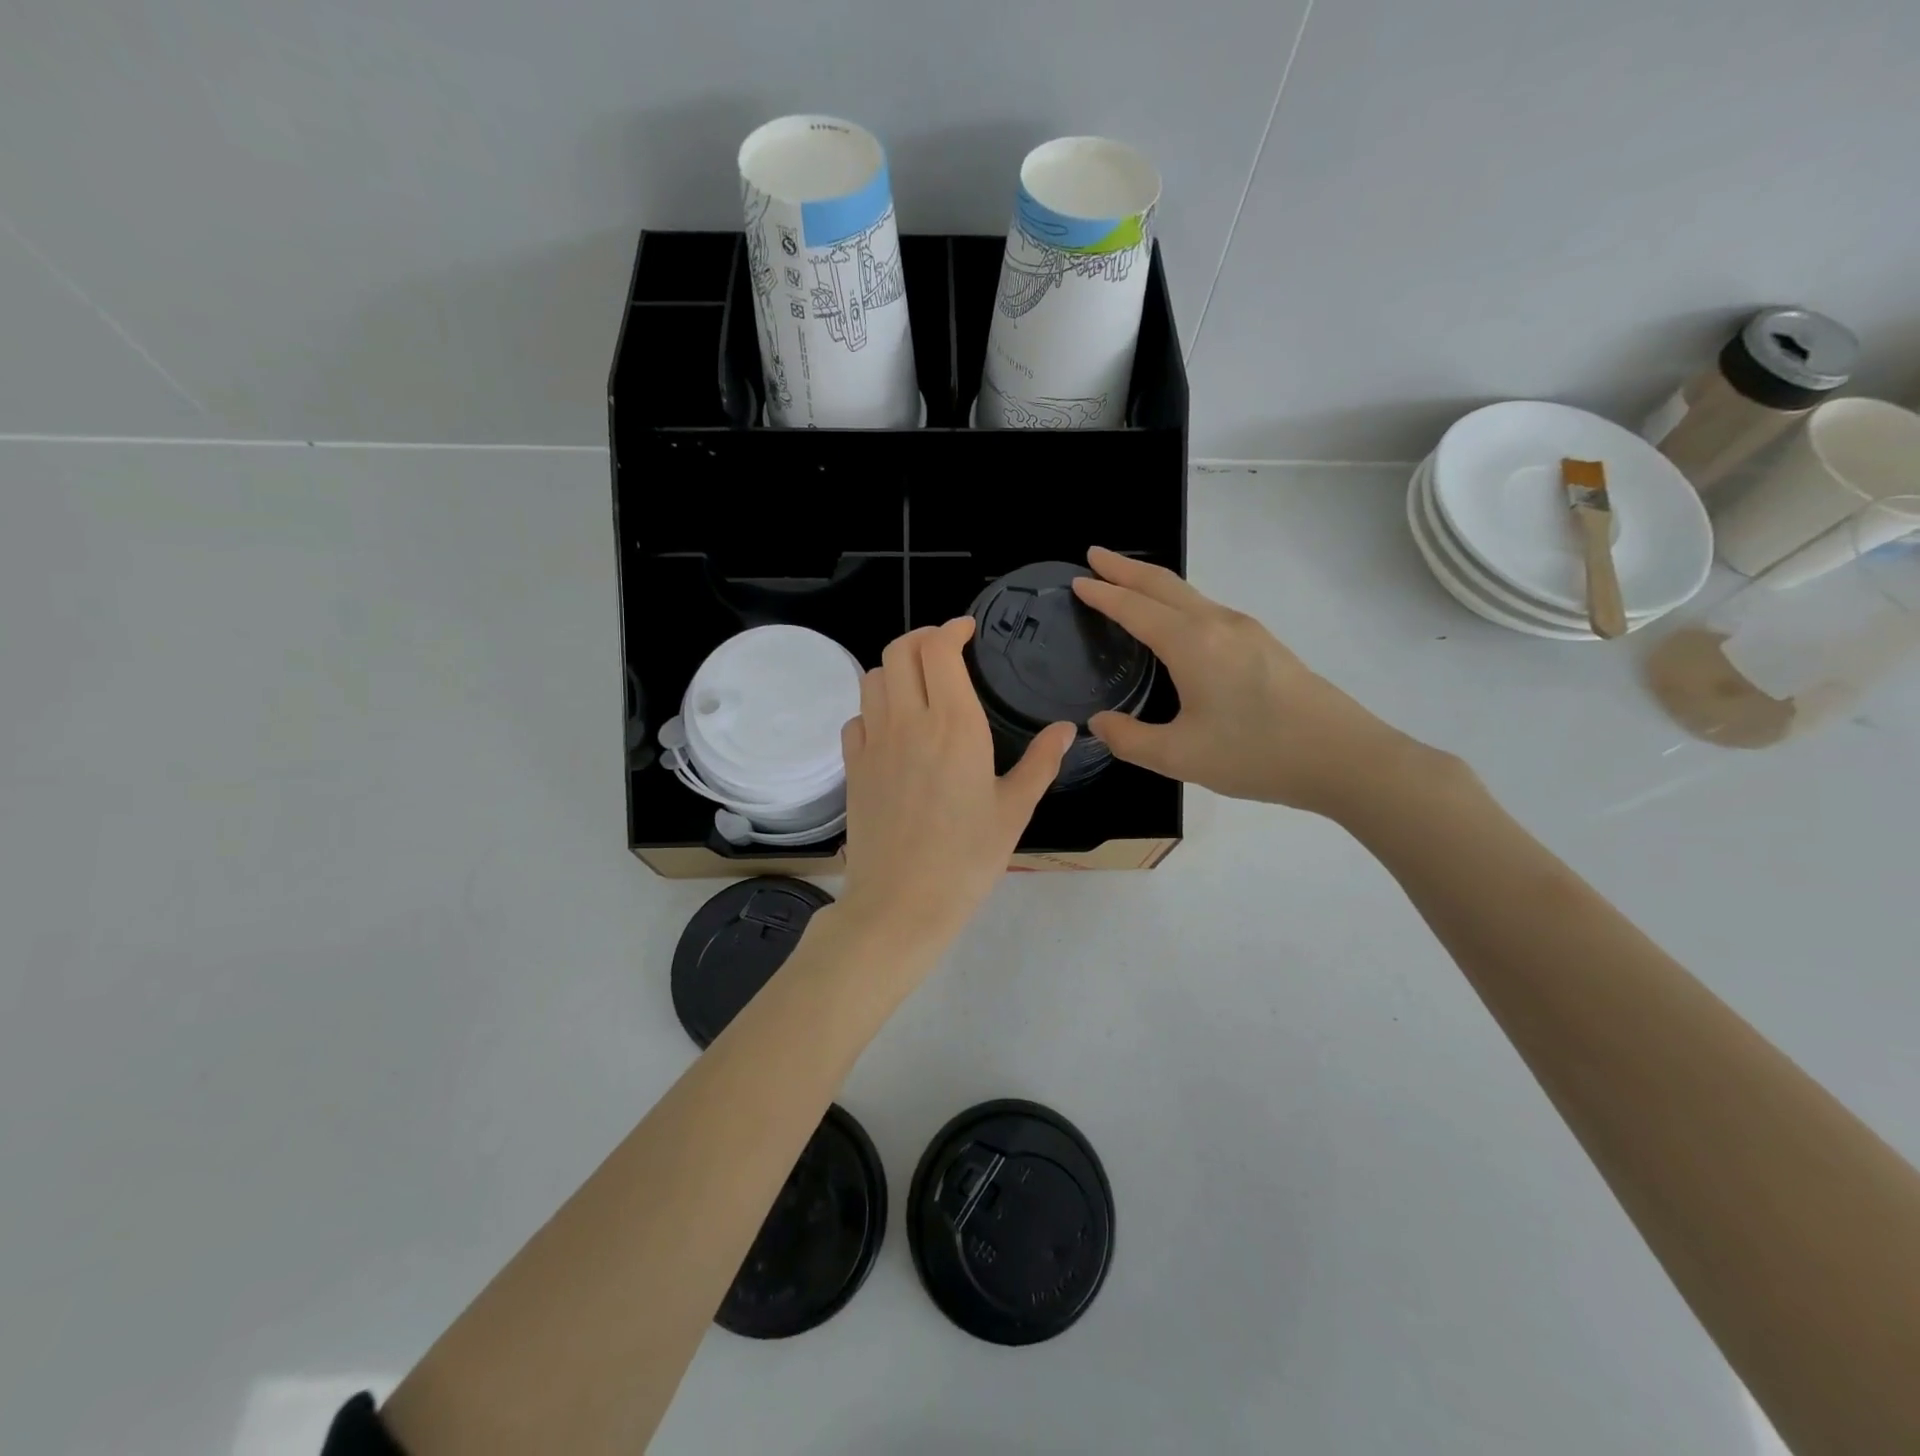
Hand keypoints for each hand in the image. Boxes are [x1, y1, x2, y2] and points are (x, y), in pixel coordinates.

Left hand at [837, 618, 1075, 957]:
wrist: (902, 902)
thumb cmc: (967, 858)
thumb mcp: (1014, 810)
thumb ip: (1041, 762)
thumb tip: (1066, 729)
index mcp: (953, 724)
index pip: (938, 649)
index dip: (950, 629)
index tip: (966, 631)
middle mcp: (907, 721)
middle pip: (899, 651)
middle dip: (922, 639)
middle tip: (945, 651)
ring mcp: (873, 743)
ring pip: (872, 678)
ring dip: (895, 669)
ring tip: (918, 686)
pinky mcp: (853, 767)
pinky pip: (856, 718)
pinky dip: (873, 709)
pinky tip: (893, 729)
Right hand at [1071, 547, 1418, 816]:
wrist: (1343, 757)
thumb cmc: (1256, 754)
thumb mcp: (1180, 757)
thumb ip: (1129, 740)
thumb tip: (1098, 723)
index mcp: (1192, 644)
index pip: (1135, 608)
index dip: (1103, 594)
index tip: (1077, 580)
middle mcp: (1218, 624)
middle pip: (1163, 584)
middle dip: (1125, 568)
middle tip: (1095, 557)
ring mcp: (1246, 630)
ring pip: (1189, 594)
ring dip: (1152, 584)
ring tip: (1127, 585)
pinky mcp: (1263, 644)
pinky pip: (1207, 609)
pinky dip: (1177, 602)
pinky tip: (1174, 623)